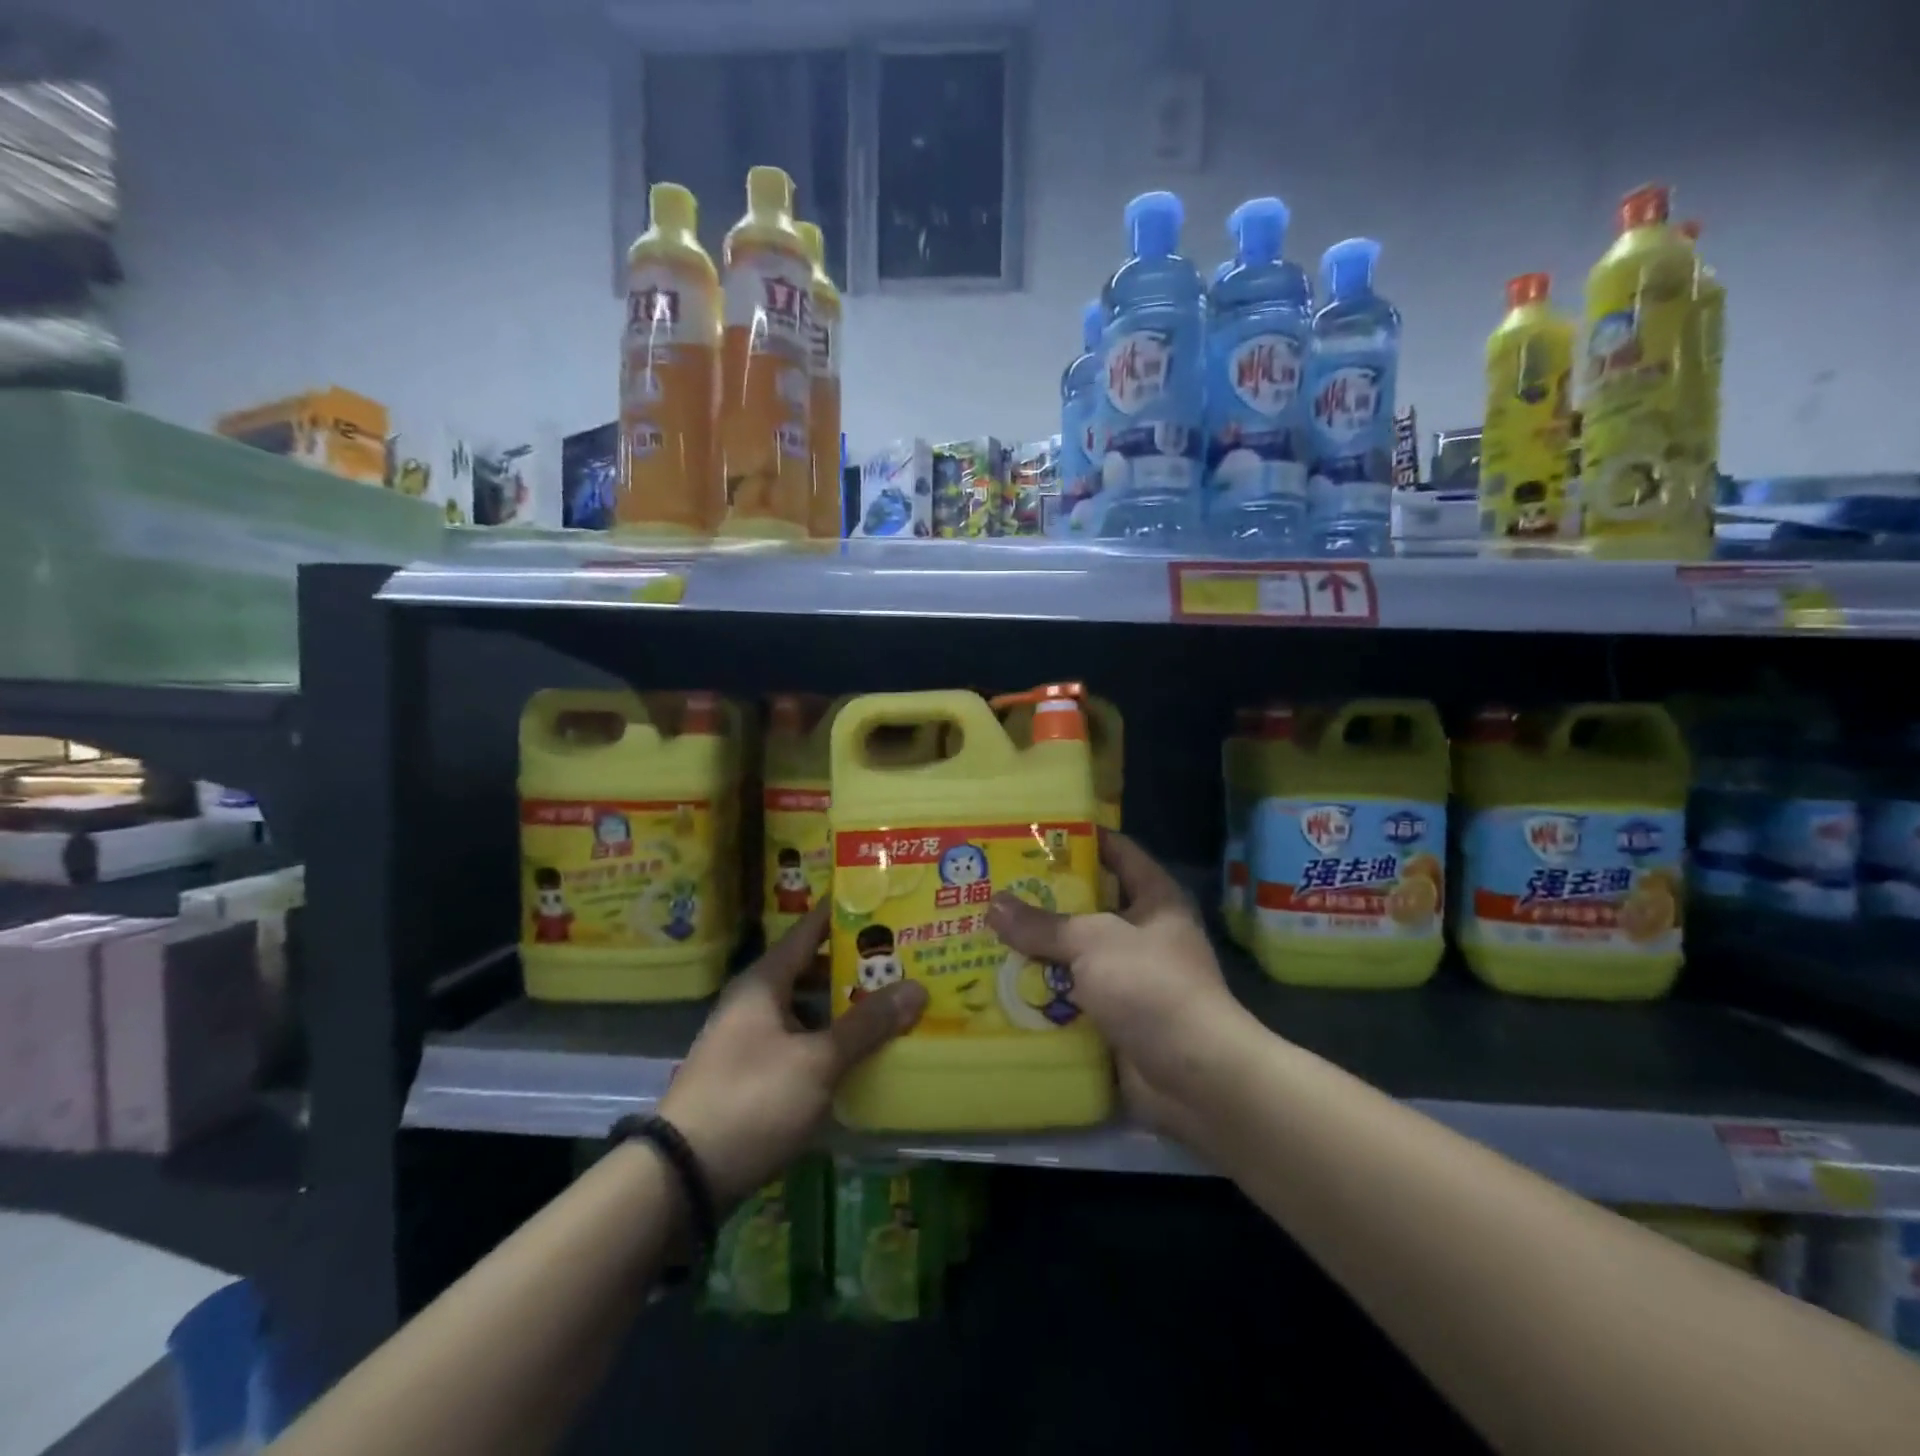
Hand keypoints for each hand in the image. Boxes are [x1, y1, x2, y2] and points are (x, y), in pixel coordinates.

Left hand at [660, 901, 925, 1205]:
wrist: (682, 1177)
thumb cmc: (752, 1099)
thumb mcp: (817, 1061)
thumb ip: (866, 1024)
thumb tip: (917, 988)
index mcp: (764, 982)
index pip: (809, 930)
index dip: (844, 913)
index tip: (883, 900)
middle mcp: (754, 1002)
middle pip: (811, 969)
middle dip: (854, 965)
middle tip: (904, 956)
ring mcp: (751, 1040)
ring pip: (807, 1009)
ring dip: (844, 1007)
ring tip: (893, 1001)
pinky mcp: (753, 1076)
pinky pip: (801, 1043)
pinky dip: (830, 1041)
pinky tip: (862, 1052)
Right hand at [986, 831, 1246, 1140]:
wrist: (1194, 1077)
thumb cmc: (1150, 987)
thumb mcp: (1093, 942)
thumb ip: (1043, 924)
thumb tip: (993, 905)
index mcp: (1154, 899)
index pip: (1118, 852)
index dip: (1082, 838)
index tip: (1035, 832)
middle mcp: (1144, 934)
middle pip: (1088, 906)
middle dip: (1044, 899)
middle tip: (994, 885)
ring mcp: (1130, 978)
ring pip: (1075, 955)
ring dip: (1037, 951)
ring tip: (985, 932)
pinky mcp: (1115, 1018)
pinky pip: (1071, 997)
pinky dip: (1042, 994)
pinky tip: (1000, 984)